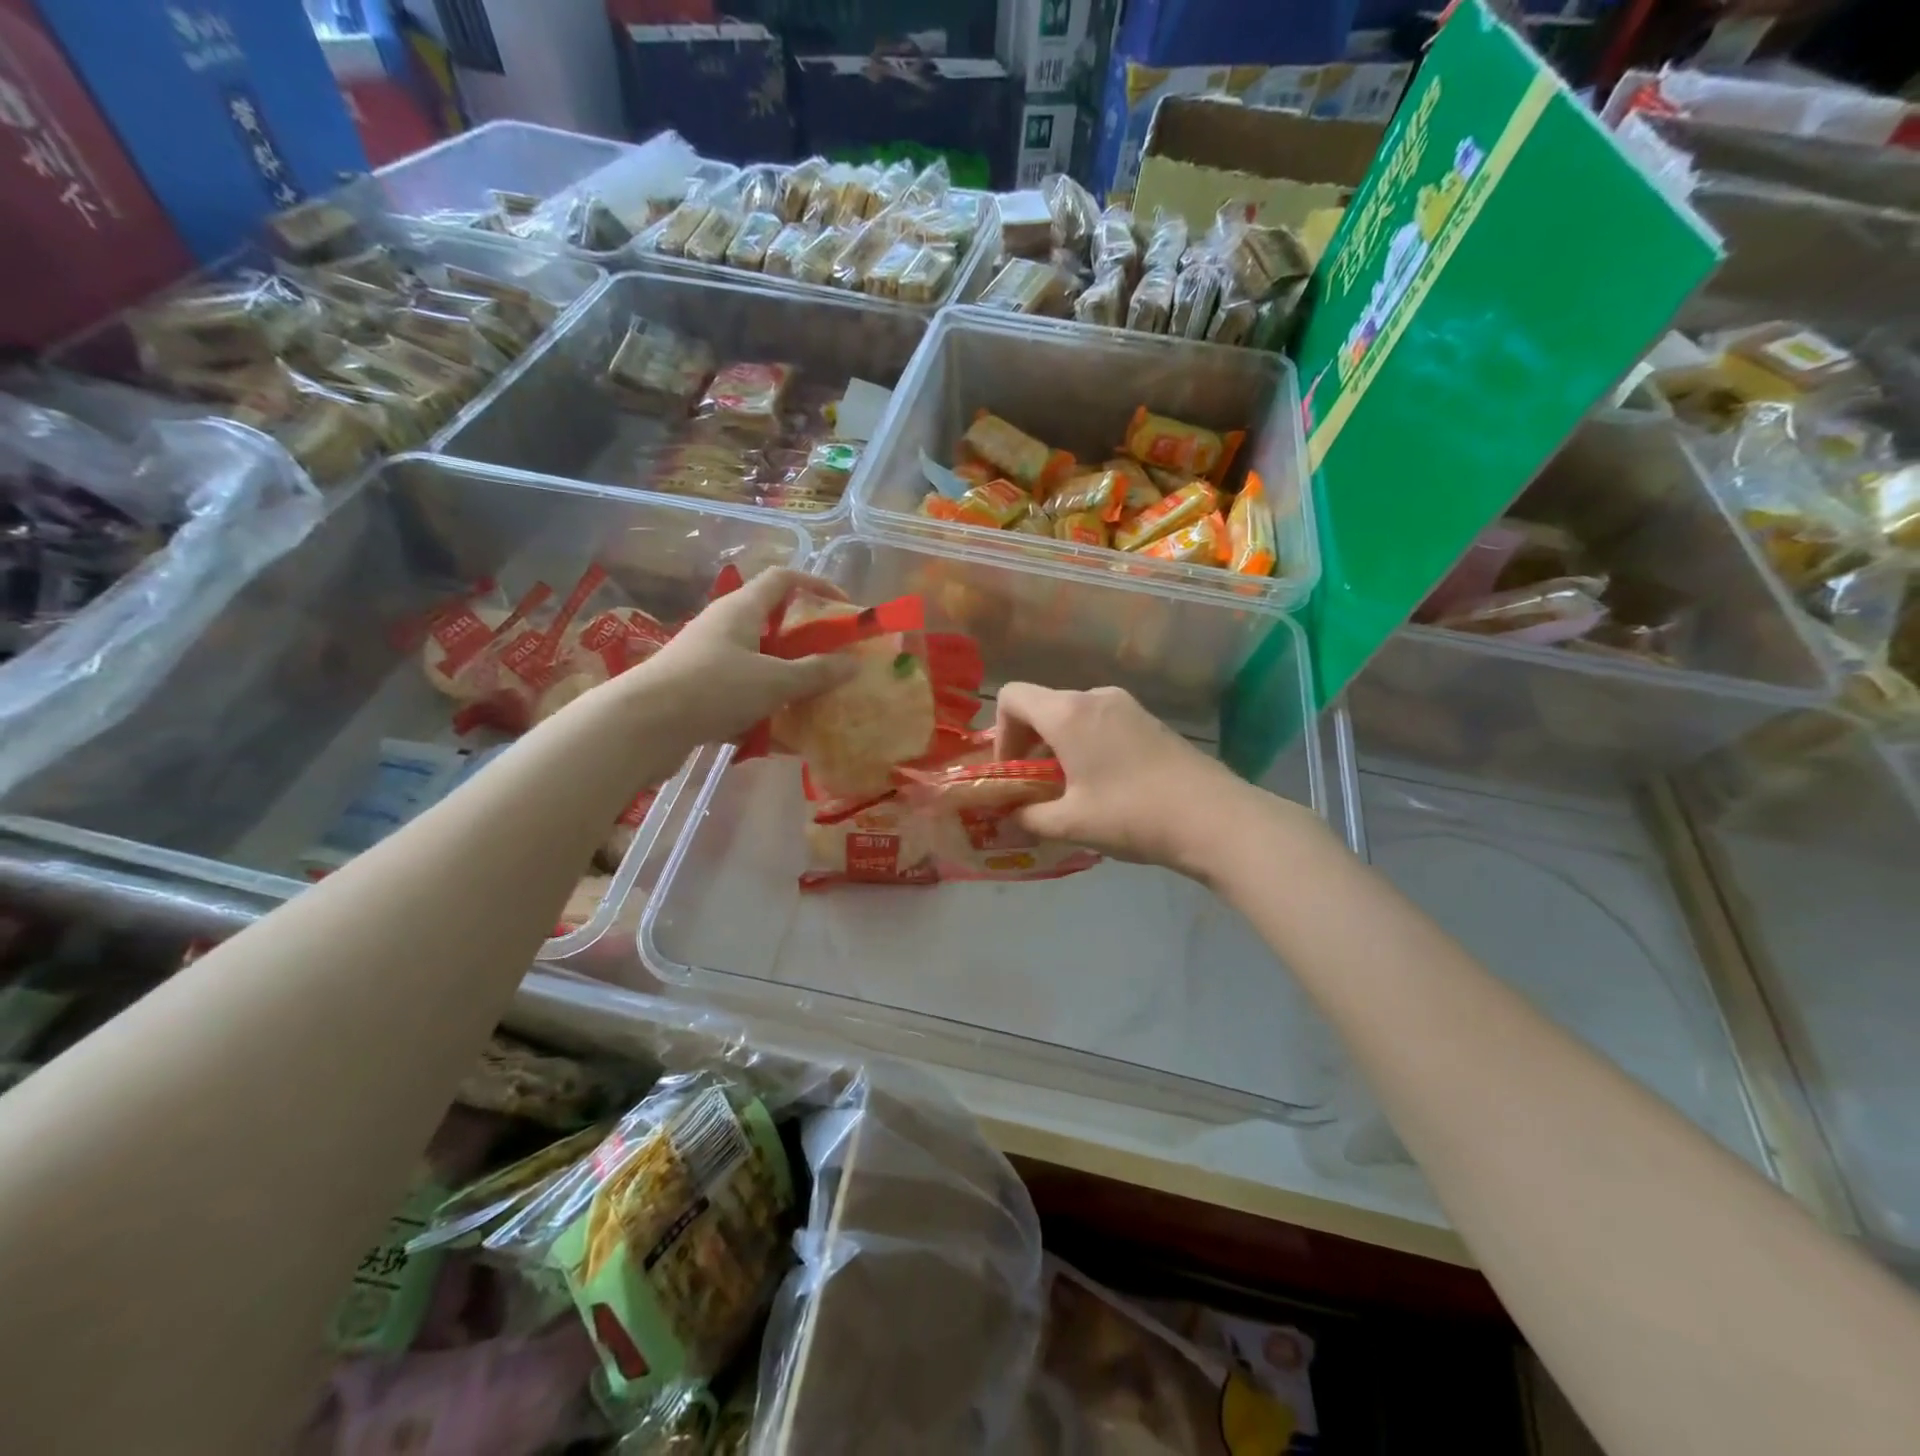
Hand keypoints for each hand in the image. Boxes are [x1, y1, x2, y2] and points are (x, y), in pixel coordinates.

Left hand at [628, 568, 855, 746]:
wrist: (643, 726)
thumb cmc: (714, 688)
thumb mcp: (775, 681)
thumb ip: (816, 672)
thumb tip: (854, 663)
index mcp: (742, 609)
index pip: (783, 579)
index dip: (816, 585)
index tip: (844, 607)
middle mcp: (723, 626)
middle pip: (772, 622)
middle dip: (804, 642)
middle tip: (832, 662)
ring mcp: (707, 659)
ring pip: (757, 662)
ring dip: (784, 679)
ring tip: (811, 703)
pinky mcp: (697, 690)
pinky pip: (739, 693)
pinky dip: (760, 709)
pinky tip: (776, 737)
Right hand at [994, 683, 1315, 881]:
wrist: (1214, 818)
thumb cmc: (1131, 815)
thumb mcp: (1070, 824)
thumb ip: (1028, 816)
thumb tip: (1010, 814)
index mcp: (1068, 713)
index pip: (1012, 697)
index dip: (1001, 732)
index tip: (1012, 771)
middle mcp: (1095, 696)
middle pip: (1044, 706)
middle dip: (1029, 744)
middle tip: (1035, 788)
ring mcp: (1127, 706)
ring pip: (1074, 716)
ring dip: (1059, 748)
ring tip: (1070, 792)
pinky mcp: (1150, 721)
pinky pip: (1102, 723)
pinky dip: (1088, 746)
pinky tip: (1104, 786)